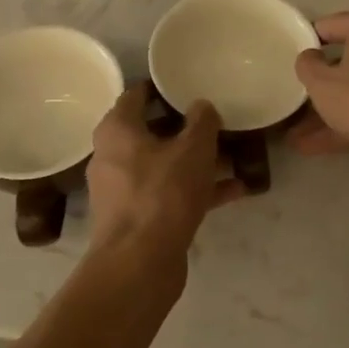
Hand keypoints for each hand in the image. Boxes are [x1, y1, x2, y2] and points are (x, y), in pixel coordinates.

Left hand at [87, 84, 245, 259]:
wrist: (139, 263)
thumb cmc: (163, 193)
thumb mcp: (193, 149)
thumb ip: (202, 121)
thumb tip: (202, 106)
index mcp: (117, 130)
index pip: (135, 96)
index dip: (161, 88)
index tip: (187, 85)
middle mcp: (113, 156)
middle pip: (152, 133)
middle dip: (186, 129)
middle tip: (217, 121)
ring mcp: (124, 191)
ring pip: (165, 166)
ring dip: (197, 163)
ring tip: (235, 157)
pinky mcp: (138, 219)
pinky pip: (171, 194)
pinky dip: (198, 191)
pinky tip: (235, 191)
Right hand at [290, 7, 348, 167]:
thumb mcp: (321, 83)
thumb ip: (307, 64)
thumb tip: (310, 56)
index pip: (327, 27)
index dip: (306, 47)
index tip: (293, 67)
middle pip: (347, 59)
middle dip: (321, 86)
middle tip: (297, 102)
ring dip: (332, 111)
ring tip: (299, 138)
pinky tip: (320, 147)